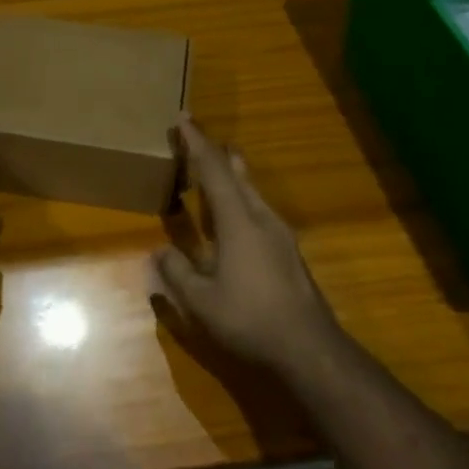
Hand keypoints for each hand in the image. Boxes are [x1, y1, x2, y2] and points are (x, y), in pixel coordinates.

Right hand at [152, 115, 337, 372]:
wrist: (309, 349)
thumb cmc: (250, 320)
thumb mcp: (201, 301)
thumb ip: (177, 272)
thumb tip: (158, 252)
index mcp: (238, 222)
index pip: (214, 170)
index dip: (196, 143)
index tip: (182, 119)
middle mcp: (261, 218)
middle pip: (238, 173)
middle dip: (215, 152)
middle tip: (195, 137)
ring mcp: (280, 234)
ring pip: (252, 191)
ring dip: (231, 173)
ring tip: (217, 163)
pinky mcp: (287, 251)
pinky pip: (258, 209)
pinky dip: (239, 197)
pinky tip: (233, 213)